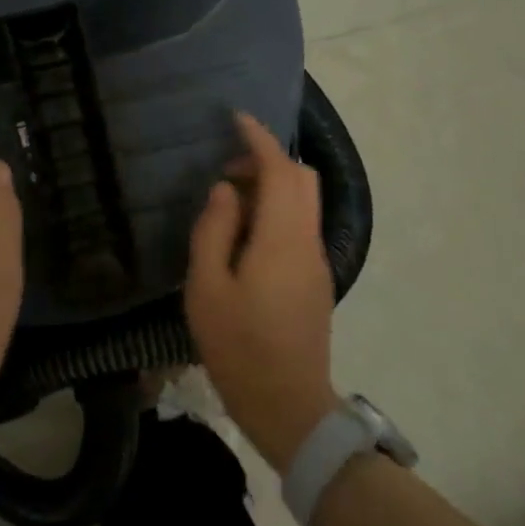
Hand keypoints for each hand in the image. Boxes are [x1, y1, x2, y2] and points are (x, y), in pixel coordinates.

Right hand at [185, 112, 341, 469]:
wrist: (288, 405)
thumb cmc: (238, 345)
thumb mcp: (208, 286)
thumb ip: (215, 229)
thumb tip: (227, 190)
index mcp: (281, 238)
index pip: (280, 170)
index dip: (259, 139)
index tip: (237, 119)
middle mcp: (307, 241)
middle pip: (301, 179)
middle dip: (267, 161)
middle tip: (227, 172)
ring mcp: (316, 262)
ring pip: (303, 202)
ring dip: (272, 187)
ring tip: (229, 206)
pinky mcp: (315, 280)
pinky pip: (299, 226)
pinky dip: (276, 212)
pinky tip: (244, 237)